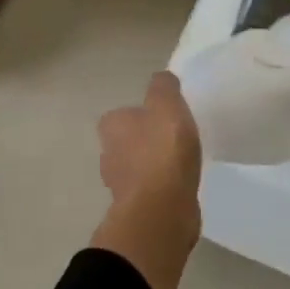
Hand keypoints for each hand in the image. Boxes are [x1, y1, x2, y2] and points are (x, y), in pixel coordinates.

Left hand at [98, 70, 202, 217]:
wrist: (162, 210)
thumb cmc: (162, 150)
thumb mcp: (167, 104)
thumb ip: (163, 87)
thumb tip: (161, 79)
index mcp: (112, 126)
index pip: (122, 115)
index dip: (141, 115)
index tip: (163, 118)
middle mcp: (108, 154)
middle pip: (126, 142)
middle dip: (145, 141)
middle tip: (173, 139)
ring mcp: (120, 186)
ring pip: (137, 168)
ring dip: (153, 166)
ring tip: (180, 163)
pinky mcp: (136, 209)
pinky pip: (150, 191)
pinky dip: (162, 188)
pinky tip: (180, 185)